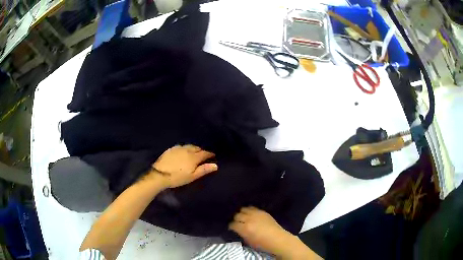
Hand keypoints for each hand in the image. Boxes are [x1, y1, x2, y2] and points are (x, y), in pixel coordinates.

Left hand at [149, 144, 217, 187]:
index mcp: (193, 157)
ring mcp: (178, 148)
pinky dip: (185, 148)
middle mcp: (187, 150)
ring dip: (193, 148)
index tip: (213, 155)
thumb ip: (203, 170)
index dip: (210, 154)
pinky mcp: (171, 149)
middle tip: (204, 154)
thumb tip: (215, 165)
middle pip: (197, 148)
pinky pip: (181, 146)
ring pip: (189, 146)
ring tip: (194, 152)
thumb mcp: (192, 176)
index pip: (204, 153)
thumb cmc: (177, 177)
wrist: (159, 174)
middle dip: (201, 150)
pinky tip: (183, 151)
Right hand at [229, 207, 293, 254]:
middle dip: (236, 219)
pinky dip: (249, 210)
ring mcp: (256, 214)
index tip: (232, 228)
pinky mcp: (262, 211)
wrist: (277, 238)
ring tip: (243, 217)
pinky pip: (252, 208)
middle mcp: (249, 219)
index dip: (231, 226)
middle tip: (237, 222)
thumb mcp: (248, 241)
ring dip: (242, 213)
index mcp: (244, 228)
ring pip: (243, 209)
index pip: (233, 224)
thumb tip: (239, 230)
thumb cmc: (262, 243)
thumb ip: (242, 234)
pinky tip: (249, 214)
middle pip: (237, 215)